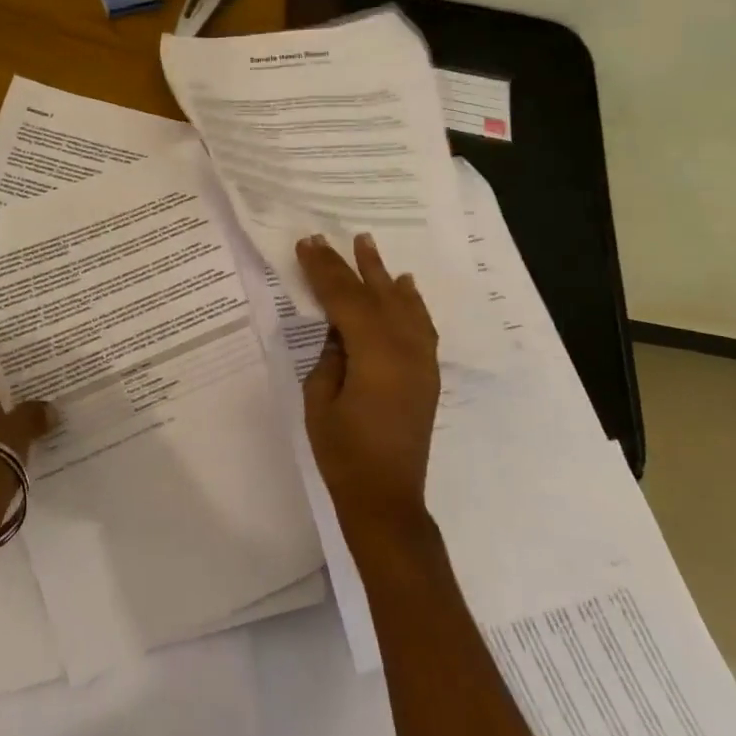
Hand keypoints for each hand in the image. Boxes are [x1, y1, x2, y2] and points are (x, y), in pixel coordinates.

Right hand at [295, 233, 441, 532]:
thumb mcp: (320, 398)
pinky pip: (420, 325)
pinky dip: (411, 302)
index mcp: (374, 354)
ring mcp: (421, 361)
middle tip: (329, 238)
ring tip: (368, 244)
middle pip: (374, 295)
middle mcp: (405, 350)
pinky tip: (405, 286)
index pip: (345, 299)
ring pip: (402, 305)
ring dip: (383, 275)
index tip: (308, 244)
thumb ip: (330, 355)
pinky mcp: (427, 373)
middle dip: (350, 265)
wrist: (386, 498)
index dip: (324, 270)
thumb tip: (339, 330)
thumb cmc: (343, 452)